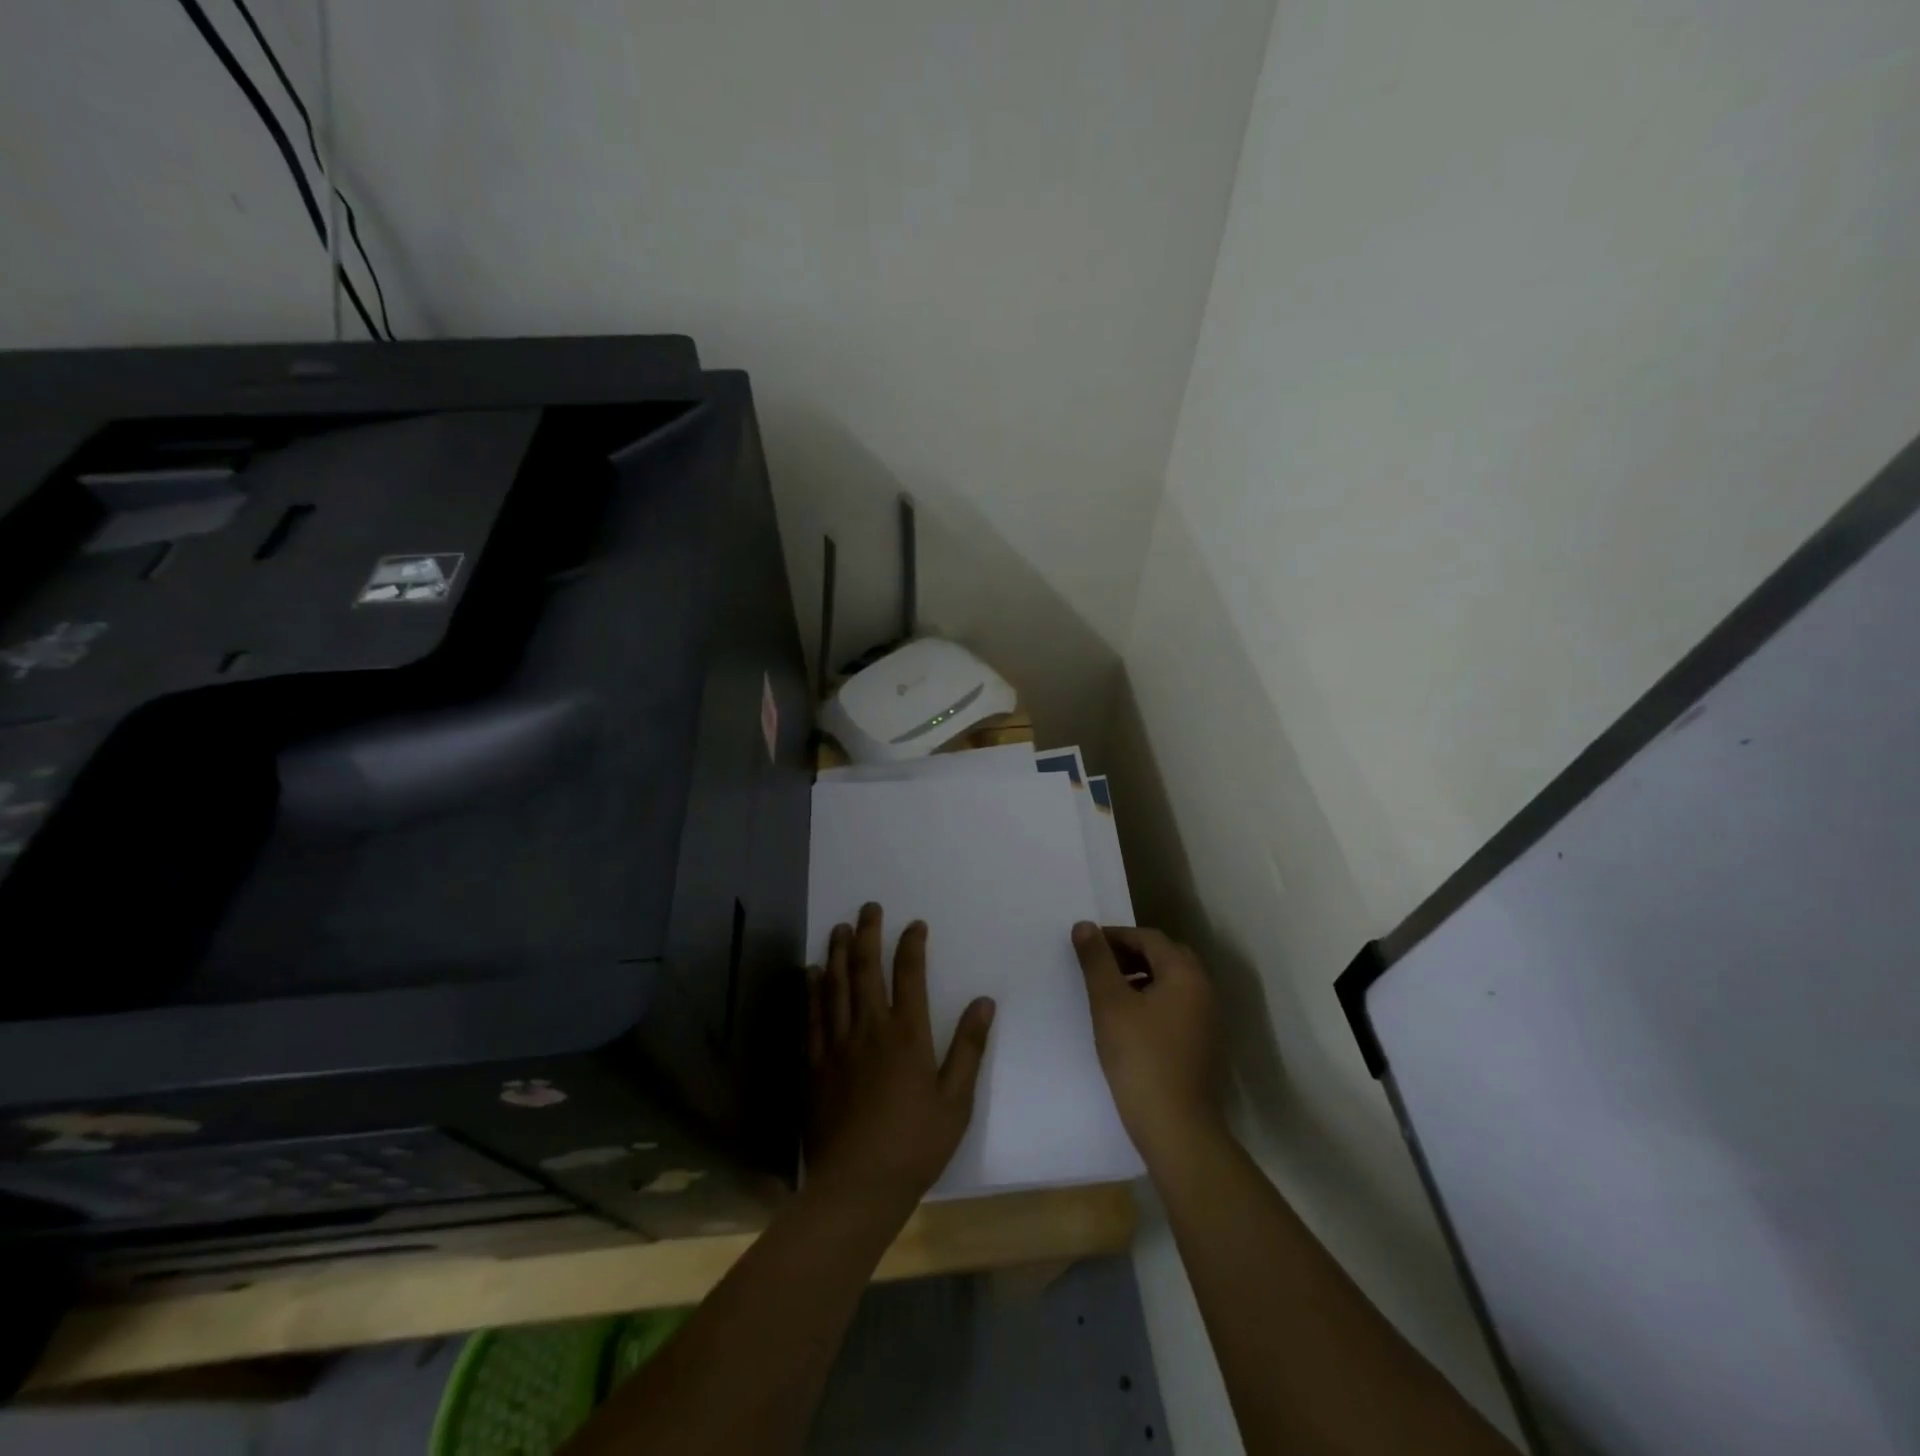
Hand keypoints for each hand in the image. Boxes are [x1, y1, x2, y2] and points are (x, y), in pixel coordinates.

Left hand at [806, 904, 995, 1209]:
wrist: (857, 1186)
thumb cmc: (915, 1145)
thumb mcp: (956, 1101)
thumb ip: (968, 1048)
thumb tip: (984, 1002)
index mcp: (907, 1035)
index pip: (909, 975)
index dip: (911, 944)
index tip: (914, 924)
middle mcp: (869, 1029)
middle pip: (865, 969)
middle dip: (867, 934)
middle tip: (868, 908)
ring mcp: (837, 1045)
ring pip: (834, 986)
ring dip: (837, 953)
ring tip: (839, 928)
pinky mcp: (814, 1065)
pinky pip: (811, 1017)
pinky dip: (812, 990)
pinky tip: (811, 974)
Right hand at [1073, 923, 1221, 1161]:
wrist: (1177, 1128)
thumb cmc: (1140, 1058)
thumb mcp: (1109, 1004)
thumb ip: (1096, 961)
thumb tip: (1085, 926)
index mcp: (1185, 974)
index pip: (1149, 937)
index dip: (1115, 936)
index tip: (1086, 946)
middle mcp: (1203, 989)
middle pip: (1165, 956)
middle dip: (1130, 954)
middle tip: (1098, 965)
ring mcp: (1207, 1019)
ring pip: (1171, 982)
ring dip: (1141, 976)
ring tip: (1109, 992)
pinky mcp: (1203, 1044)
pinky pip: (1176, 1005)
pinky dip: (1152, 999)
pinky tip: (1129, 1021)